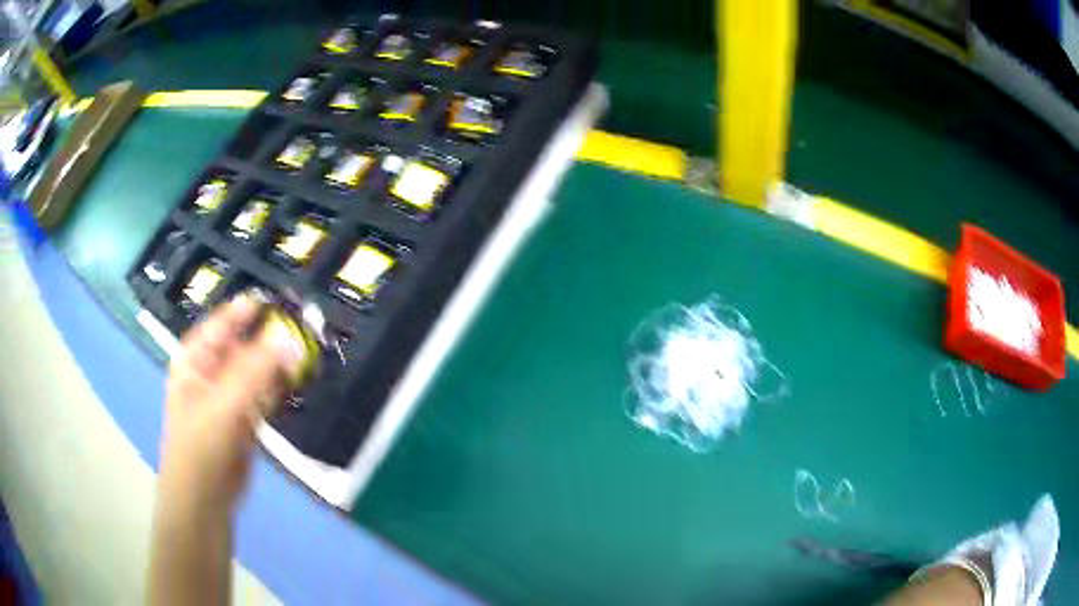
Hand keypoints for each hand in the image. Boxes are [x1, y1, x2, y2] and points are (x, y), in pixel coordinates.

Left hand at [150, 292, 305, 604]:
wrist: (205, 499)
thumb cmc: (201, 445)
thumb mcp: (225, 403)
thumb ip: (258, 369)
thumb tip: (292, 336)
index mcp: (195, 358)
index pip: (223, 323)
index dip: (249, 309)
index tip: (281, 299)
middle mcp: (211, 371)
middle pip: (244, 344)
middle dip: (272, 336)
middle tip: (306, 327)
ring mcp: (229, 395)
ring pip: (258, 369)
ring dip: (280, 361)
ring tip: (309, 350)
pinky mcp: (245, 418)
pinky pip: (265, 393)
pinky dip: (281, 386)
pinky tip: (299, 378)